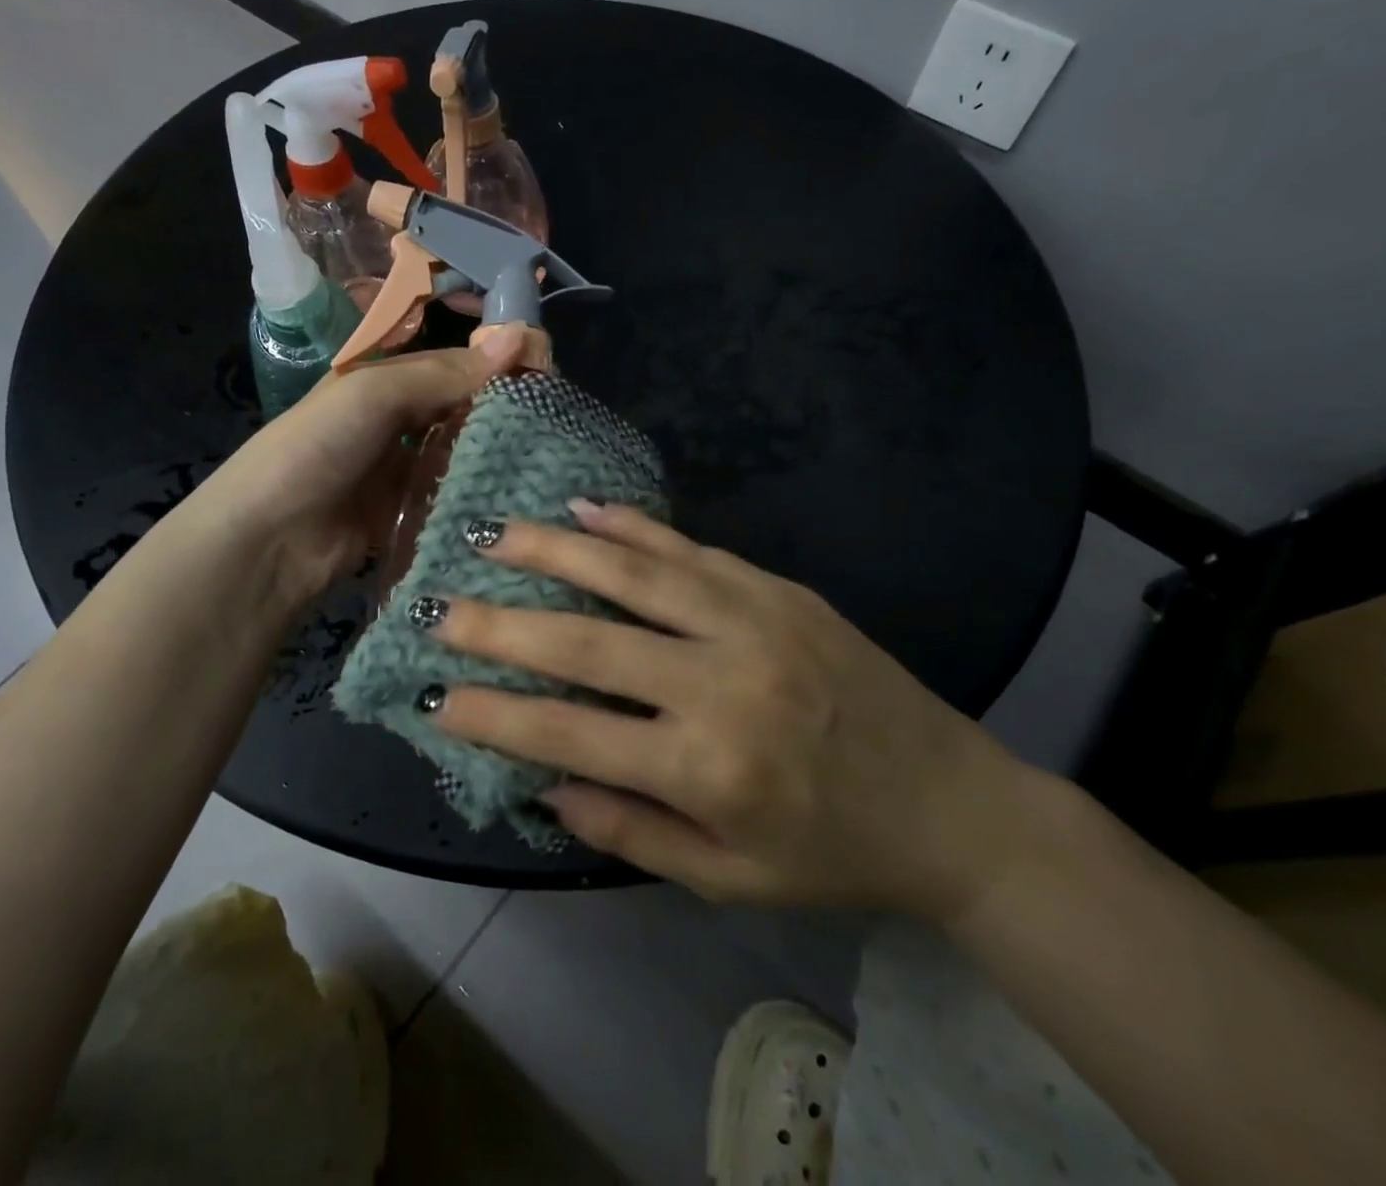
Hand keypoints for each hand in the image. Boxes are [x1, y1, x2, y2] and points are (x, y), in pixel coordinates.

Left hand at [191, 329, 527, 605]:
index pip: (453, 364)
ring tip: (550, 459)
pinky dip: (478, 494)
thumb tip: (520, 337)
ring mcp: (401, 470)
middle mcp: (395, 421)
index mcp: (383, 380)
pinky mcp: (408, 513)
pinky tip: (517, 497)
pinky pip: (451, 496)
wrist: (268, 539)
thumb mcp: (376, 394)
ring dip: (495, 455)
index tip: (550, 377)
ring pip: (461, 454)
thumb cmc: (317, 447)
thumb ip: (445, 372)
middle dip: (503, 413)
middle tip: (558, 424)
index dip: (497, 366)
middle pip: (461, 409)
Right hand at [424, 502, 1042, 919]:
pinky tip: (584, 507)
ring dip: (555, 550)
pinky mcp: (778, 589)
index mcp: (706, 768)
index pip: (570, 735)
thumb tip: (543, 783)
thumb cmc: (831, 853)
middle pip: (587, 643)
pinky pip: (691, 549)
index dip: (494, 716)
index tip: (434, 695)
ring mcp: (753, 622)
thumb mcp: (727, 879)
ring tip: (494, 534)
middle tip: (438, 603)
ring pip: (633, 573)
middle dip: (501, 624)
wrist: (951, 803)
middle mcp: (721, 682)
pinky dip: (633, 525)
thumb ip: (630, 830)